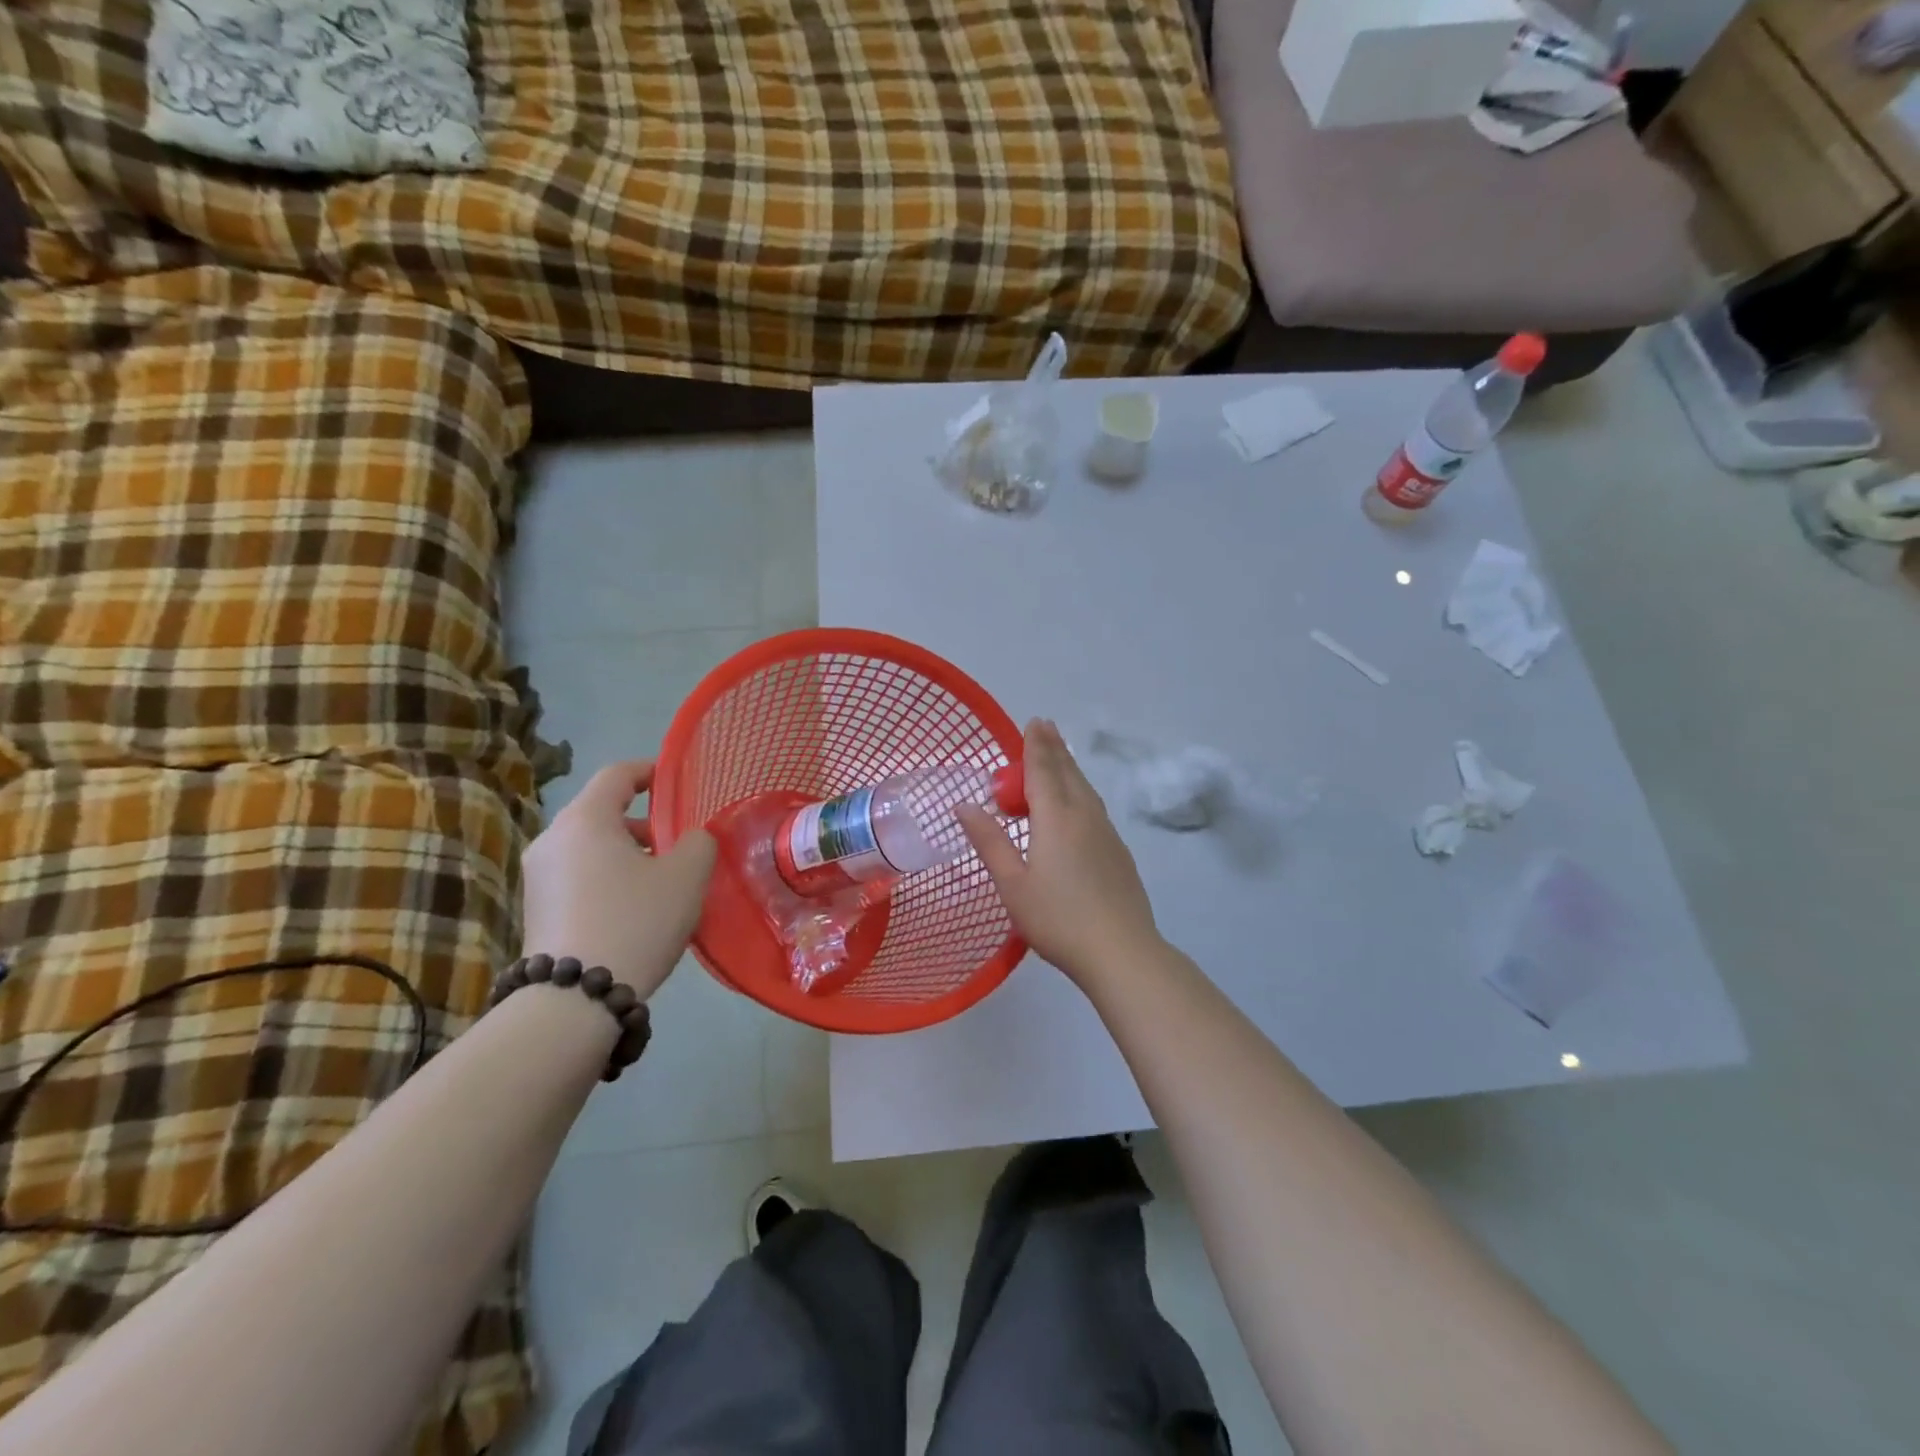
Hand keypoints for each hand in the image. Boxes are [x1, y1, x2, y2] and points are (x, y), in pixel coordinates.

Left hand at [520, 761, 716, 1000]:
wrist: (574, 999)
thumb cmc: (635, 921)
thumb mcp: (687, 876)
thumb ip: (698, 843)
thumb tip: (691, 839)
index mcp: (585, 820)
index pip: (617, 775)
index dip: (650, 771)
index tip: (675, 781)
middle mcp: (552, 839)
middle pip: (601, 812)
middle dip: (643, 821)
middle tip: (677, 841)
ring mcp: (538, 877)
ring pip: (590, 847)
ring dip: (626, 853)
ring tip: (661, 879)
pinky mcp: (536, 910)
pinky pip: (579, 876)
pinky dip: (608, 877)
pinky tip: (634, 908)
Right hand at [959, 719, 1160, 985]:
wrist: (1121, 950)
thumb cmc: (1057, 918)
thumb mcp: (1012, 883)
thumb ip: (989, 841)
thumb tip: (964, 805)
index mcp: (1056, 818)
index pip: (1043, 770)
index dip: (1035, 745)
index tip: (1033, 721)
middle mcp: (1084, 816)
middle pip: (1068, 773)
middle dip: (1054, 748)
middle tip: (1045, 727)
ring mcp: (1106, 833)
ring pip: (1085, 789)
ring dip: (1069, 768)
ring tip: (1059, 758)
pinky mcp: (1119, 852)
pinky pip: (1095, 807)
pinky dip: (1080, 792)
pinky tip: (1078, 805)